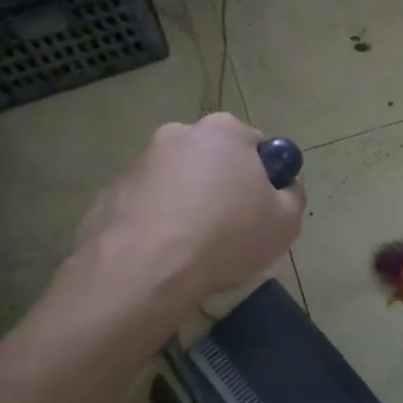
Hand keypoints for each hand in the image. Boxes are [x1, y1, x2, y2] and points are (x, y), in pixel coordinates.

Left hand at [68, 114, 305, 308]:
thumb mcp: (286, 222)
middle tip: (232, 229)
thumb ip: (293, 194)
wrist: (144, 271)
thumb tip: (284, 184)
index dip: (264, 176)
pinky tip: (163, 255)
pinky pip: (146, 205)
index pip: (255, 144)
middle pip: (212, 159)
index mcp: (224, 131)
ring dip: (187, 203)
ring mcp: (139, 162)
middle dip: (222, 186)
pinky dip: (156, 222)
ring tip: (194, 249)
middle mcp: (178, 135)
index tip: (263, 207)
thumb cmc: (226, 237)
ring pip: (176, 181)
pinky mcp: (109, 193)